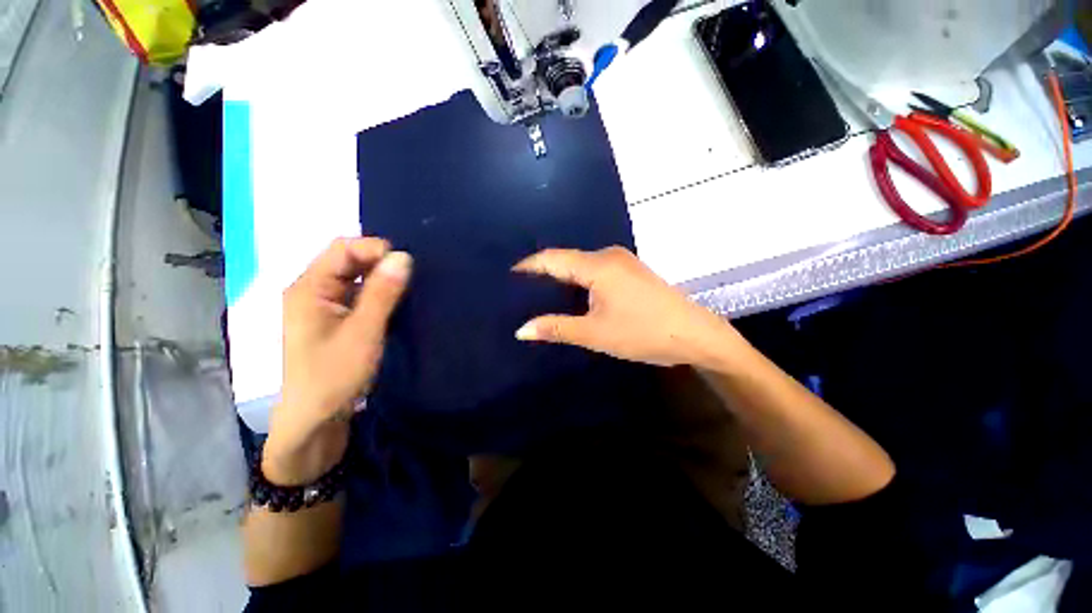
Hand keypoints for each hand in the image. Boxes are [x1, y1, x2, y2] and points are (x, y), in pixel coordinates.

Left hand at [264, 238, 411, 485]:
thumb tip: (403, 256)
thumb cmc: (334, 375)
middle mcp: (312, 290)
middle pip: (347, 260)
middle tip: (411, 276)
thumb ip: (383, 293)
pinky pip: (357, 294)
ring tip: (408, 286)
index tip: (407, 264)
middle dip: (380, 262)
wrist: (314, 418)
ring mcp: (322, 305)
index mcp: (309, 288)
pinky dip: (377, 292)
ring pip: (354, 277)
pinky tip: (395, 301)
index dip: (375, 249)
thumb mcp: (363, 332)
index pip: (343, 249)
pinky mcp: (334, 318)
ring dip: (380, 278)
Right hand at [513, 247, 740, 366]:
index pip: (552, 258)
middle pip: (566, 259)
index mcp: (597, 265)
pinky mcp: (630, 271)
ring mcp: (622, 261)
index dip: (528, 266)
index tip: (507, 277)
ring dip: (561, 278)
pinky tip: (571, 295)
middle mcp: (608, 255)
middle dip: (543, 273)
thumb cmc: (642, 333)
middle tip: (520, 290)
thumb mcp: (595, 334)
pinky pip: (595, 271)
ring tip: (540, 294)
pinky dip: (578, 281)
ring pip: (581, 265)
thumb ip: (556, 328)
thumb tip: (521, 329)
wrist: (695, 334)